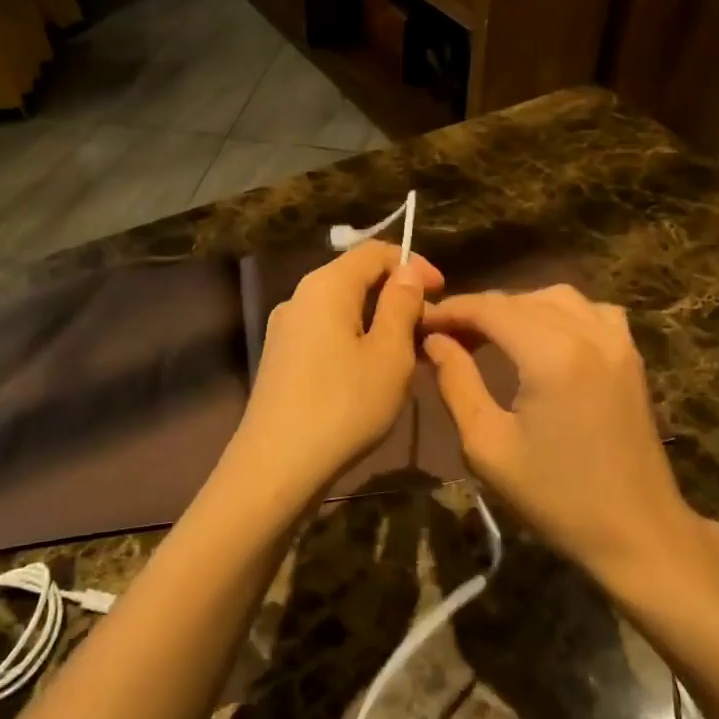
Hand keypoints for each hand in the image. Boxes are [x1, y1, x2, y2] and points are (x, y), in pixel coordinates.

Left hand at [226, 242, 443, 506]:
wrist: (276, 466)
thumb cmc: (344, 406)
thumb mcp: (389, 354)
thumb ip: (401, 305)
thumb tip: (406, 272)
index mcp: (326, 286)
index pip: (373, 252)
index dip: (412, 263)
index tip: (443, 291)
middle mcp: (300, 297)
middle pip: (355, 278)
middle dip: (397, 295)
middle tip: (431, 328)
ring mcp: (285, 329)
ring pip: (342, 309)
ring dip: (379, 321)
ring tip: (410, 354)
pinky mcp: (281, 358)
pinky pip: (326, 333)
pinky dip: (356, 340)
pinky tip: (374, 372)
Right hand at [423, 286, 703, 585]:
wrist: (638, 532)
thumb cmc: (556, 497)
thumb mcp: (488, 446)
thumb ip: (457, 382)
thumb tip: (435, 340)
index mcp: (551, 355)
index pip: (489, 308)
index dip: (451, 309)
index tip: (420, 322)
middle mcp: (588, 333)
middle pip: (519, 299)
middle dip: (478, 310)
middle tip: (445, 335)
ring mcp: (617, 340)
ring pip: (555, 297)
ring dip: (516, 307)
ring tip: (489, 335)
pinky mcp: (631, 355)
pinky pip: (590, 310)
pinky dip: (558, 312)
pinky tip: (543, 337)